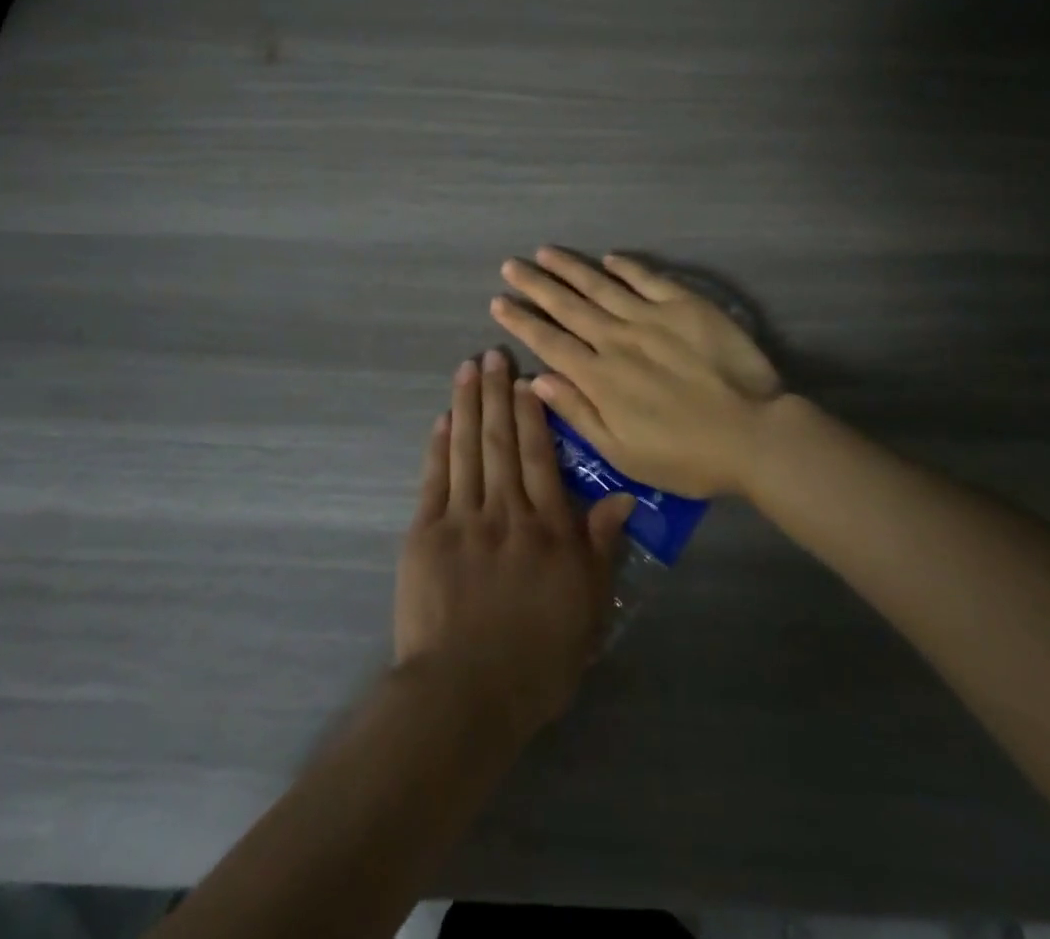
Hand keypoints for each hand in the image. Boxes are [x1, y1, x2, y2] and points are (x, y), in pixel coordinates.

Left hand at [395, 349, 634, 741]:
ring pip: (468, 449)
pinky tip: (442, 418)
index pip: (542, 457)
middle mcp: (507, 512)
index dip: (535, 414)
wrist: (463, 696)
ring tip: (468, 368)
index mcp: (548, 530)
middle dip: (497, 394)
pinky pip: (435, 479)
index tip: (529, 378)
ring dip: (468, 405)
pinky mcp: (425, 534)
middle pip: (503, 441)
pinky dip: (439, 446)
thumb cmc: (536, 662)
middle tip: (493, 353)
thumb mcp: (587, 610)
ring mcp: (463, 519)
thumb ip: (601, 548)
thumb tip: (623, 496)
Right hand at [490, 247, 782, 498]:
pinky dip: (626, 267)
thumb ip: (578, 413)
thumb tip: (536, 380)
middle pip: (568, 306)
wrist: (753, 433)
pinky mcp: (685, 306)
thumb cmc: (686, 456)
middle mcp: (617, 339)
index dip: (521, 321)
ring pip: (601, 285)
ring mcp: (651, 317)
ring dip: (570, 268)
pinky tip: (609, 257)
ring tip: (545, 252)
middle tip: (510, 265)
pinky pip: (648, 278)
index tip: (498, 301)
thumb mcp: (623, 453)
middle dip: (535, 285)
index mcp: (599, 377)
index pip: (549, 342)